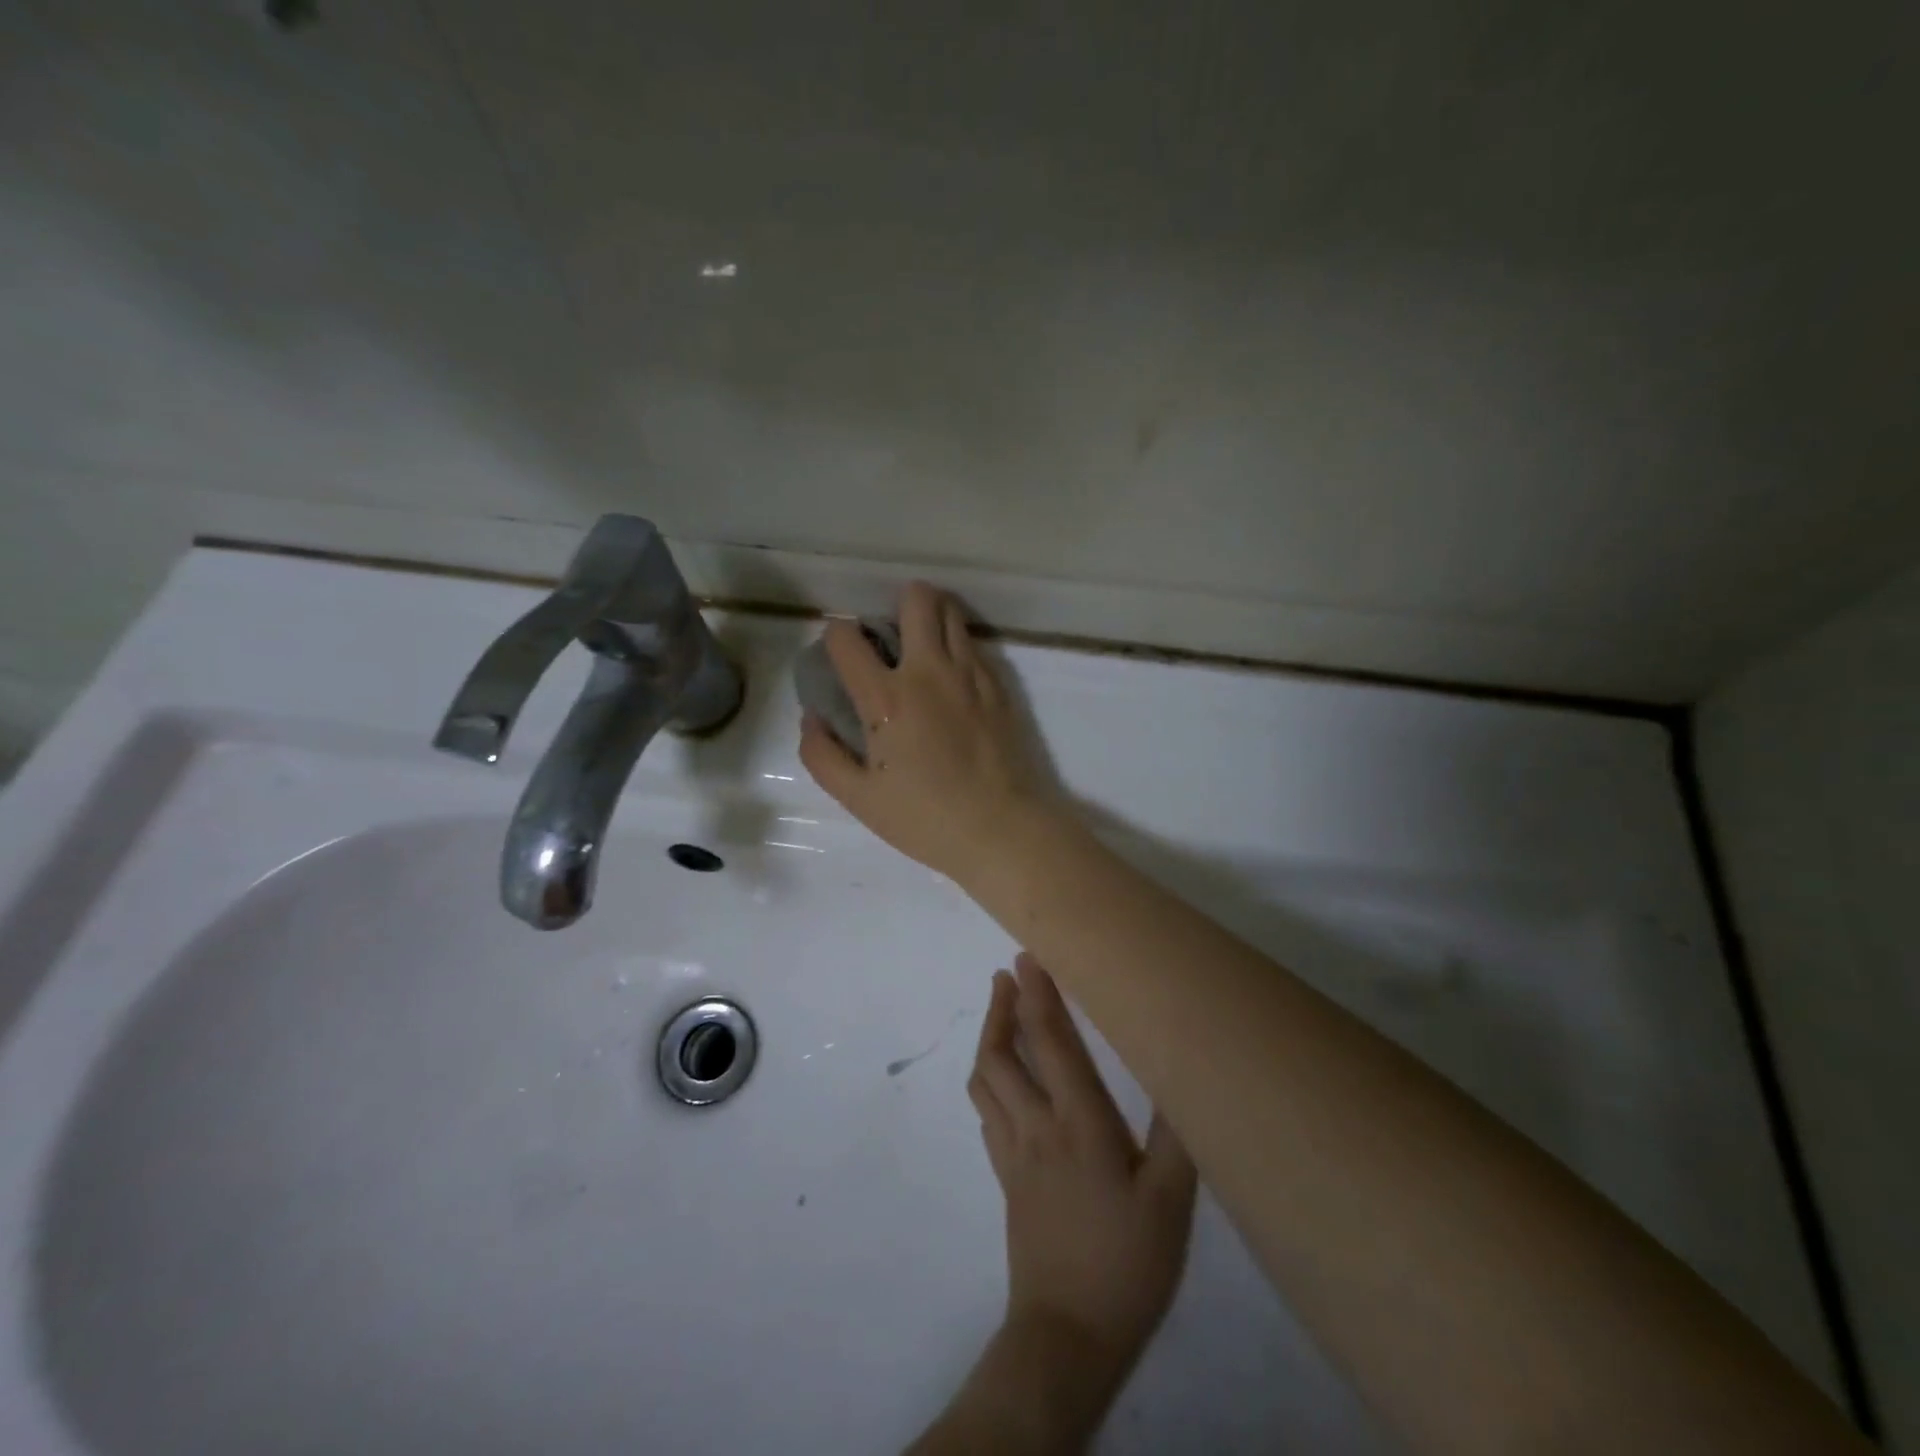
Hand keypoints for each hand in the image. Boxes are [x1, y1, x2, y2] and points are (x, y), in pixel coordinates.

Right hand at [799, 582, 1057, 883]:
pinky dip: (956, 645)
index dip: (835, 636)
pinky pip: (973, 643)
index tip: (841, 656)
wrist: (1001, 829)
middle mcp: (929, 671)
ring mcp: (970, 673)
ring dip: (931, 617)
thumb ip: (822, 754)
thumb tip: (812, 717)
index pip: (846, 637)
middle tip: (892, 637)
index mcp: (886, 698)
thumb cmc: (925, 818)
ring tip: (923, 648)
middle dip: (897, 603)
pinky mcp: (998, 685)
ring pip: (951, 611)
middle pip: (916, 598)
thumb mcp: (858, 798)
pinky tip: (952, 679)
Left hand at [970, 953, 1198, 1392]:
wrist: (1069, 1332)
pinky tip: (1001, 1082)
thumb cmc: (1126, 1263)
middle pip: (1002, 1054)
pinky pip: (986, 1114)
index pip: (1050, 1042)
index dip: (1038, 995)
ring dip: (989, 1040)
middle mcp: (1036, 1126)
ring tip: (999, 1016)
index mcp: (1078, 1123)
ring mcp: (1013, 1153)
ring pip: (985, 1081)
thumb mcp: (1170, 1201)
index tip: (1027, 957)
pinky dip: (988, 1082)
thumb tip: (1180, 1072)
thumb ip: (1176, 1134)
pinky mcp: (1005, 1178)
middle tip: (1006, 975)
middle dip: (1002, 1008)